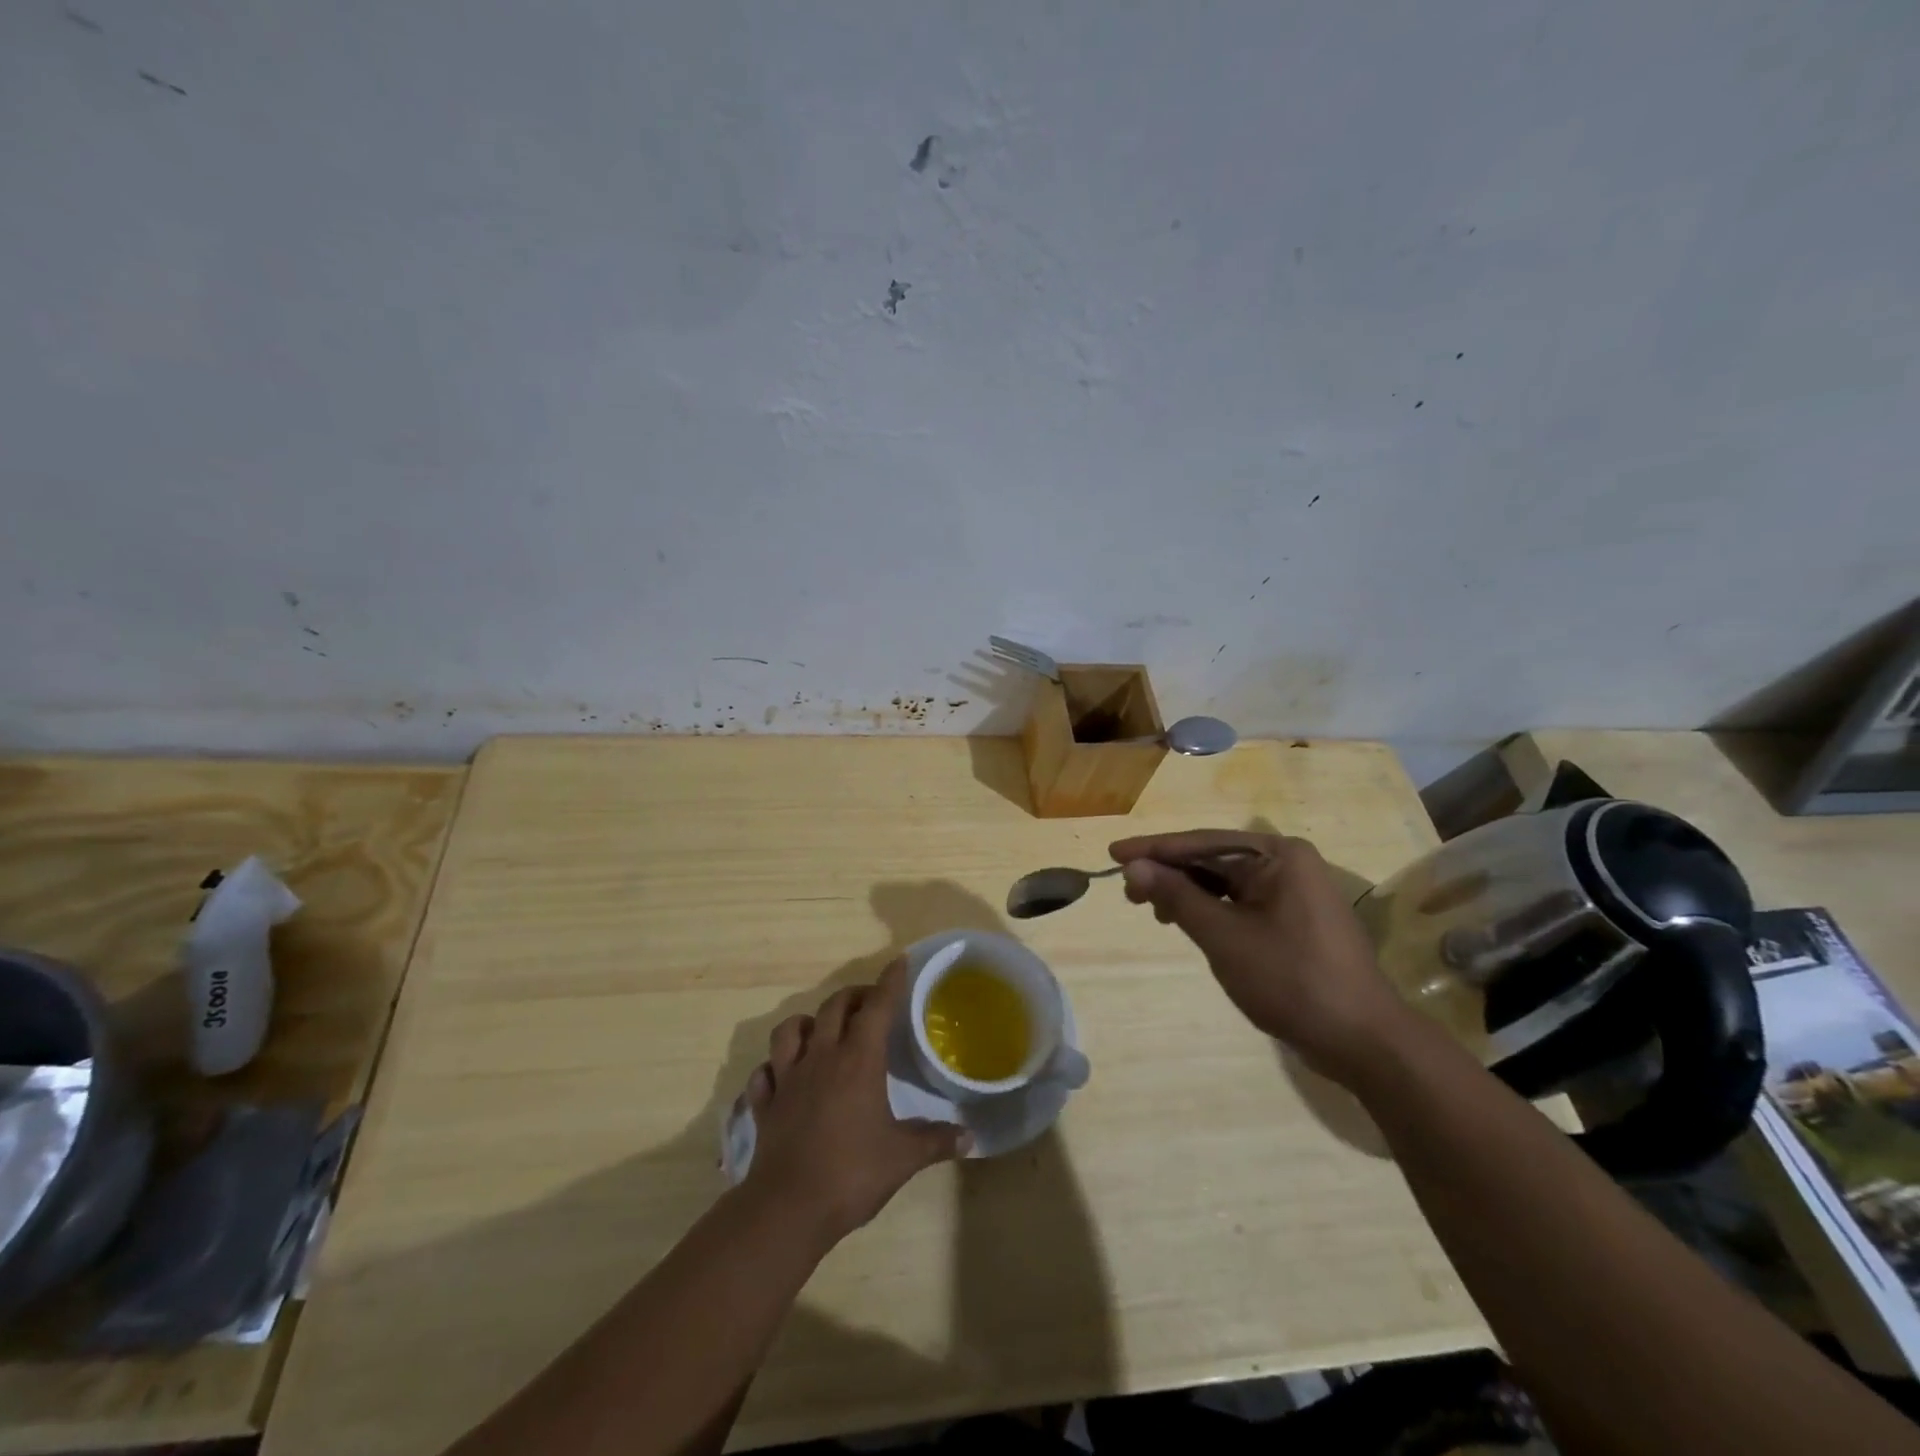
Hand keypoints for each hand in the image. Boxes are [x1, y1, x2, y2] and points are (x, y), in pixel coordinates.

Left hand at [741, 957, 969, 1246]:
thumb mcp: (903, 1158)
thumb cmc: (851, 1174)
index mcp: (858, 1061)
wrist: (787, 1209)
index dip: (890, 982)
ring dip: (808, 1022)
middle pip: (834, 1007)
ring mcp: (787, 1079)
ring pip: (790, 1030)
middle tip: (870, 1002)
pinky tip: (783, 1074)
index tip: (900, 962)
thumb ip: (936, 1141)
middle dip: (854, 996)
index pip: (877, 1007)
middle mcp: (821, 1058)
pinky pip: (764, 1073)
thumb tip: (970, 1136)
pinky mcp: (765, 1105)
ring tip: (822, 1030)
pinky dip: (774, 1067)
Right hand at [1108, 829, 1414, 1085]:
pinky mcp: (1294, 921)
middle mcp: (1288, 864)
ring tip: (1153, 911)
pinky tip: (1188, 923)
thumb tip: (1134, 866)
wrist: (1363, 1041)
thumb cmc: (1291, 979)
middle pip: (1214, 859)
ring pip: (1226, 883)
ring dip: (1187, 893)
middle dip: (1170, 873)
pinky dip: (1211, 911)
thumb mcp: (1224, 936)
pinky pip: (1242, 903)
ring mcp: (1294, 893)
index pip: (1202, 843)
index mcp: (1278, 855)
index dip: (1154, 849)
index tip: (1113, 854)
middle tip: (1128, 892)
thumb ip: (1177, 896)